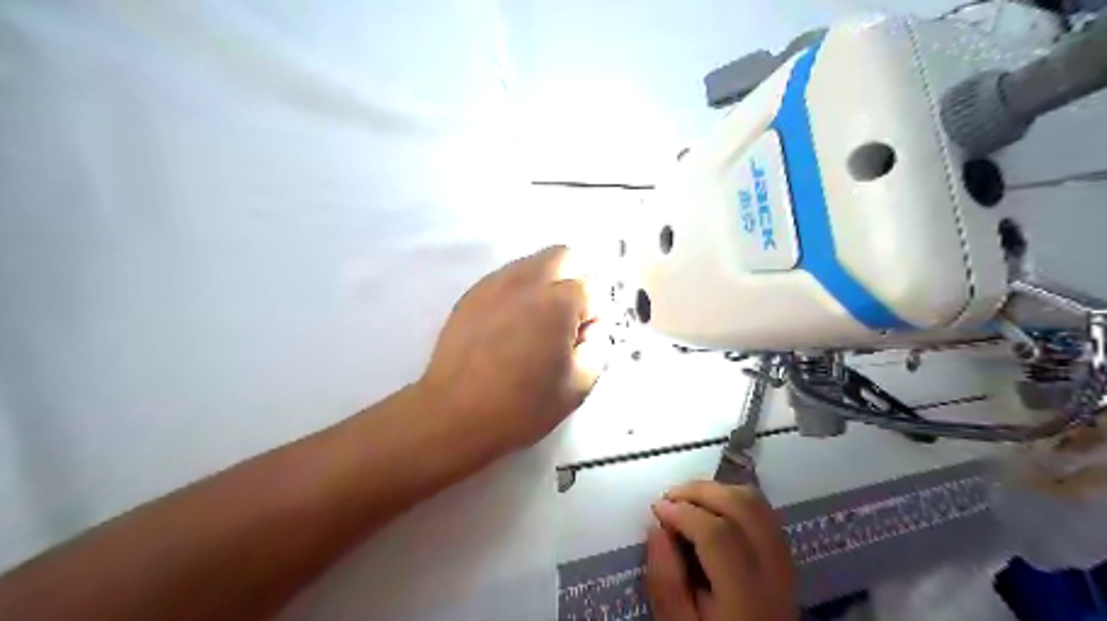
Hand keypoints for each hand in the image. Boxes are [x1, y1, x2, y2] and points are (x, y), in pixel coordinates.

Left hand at [416, 246, 604, 453]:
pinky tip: (508, 327)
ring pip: (532, 263)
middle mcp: (528, 281)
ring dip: (545, 284)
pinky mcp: (472, 294)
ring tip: (534, 325)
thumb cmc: (523, 406)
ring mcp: (495, 284)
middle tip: (565, 320)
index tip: (582, 342)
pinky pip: (505, 279)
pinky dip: (517, 293)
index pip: (594, 289)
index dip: (594, 317)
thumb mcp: (579, 385)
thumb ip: (597, 347)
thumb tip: (590, 328)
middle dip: (574, 281)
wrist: (454, 415)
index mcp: (559, 302)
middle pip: (564, 256)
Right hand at [645, 483, 799, 619]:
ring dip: (719, 491)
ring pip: (757, 504)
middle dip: (701, 491)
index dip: (683, 512)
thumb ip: (666, 582)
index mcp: (745, 597)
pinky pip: (764, 513)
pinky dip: (735, 499)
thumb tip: (656, 527)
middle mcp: (773, 572)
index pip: (718, 535)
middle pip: (743, 507)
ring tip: (688, 500)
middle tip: (670, 497)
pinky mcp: (786, 558)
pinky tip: (712, 509)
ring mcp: (785, 563)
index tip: (656, 508)